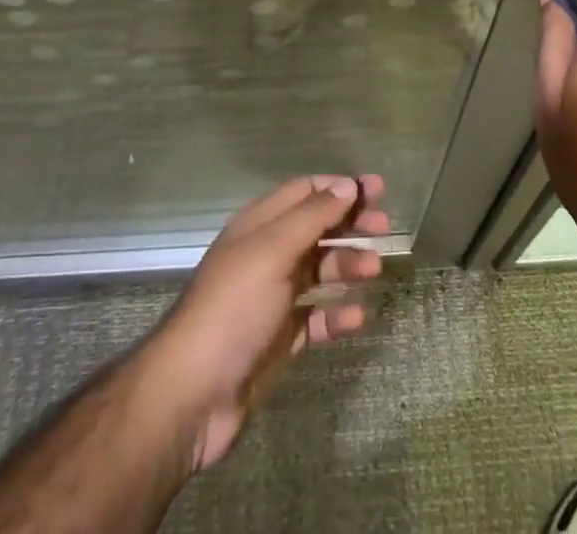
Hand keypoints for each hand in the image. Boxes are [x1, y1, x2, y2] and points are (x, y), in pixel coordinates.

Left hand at [146, 174, 389, 470]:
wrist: (192, 393)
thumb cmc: (233, 308)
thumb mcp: (273, 251)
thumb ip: (312, 216)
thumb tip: (347, 184)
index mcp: (259, 226)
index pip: (305, 192)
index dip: (340, 187)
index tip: (377, 190)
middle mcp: (266, 255)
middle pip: (315, 228)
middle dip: (349, 225)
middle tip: (385, 229)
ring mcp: (271, 298)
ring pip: (318, 271)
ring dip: (347, 266)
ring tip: (374, 271)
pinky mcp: (277, 339)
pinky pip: (314, 318)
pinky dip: (336, 314)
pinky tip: (356, 318)